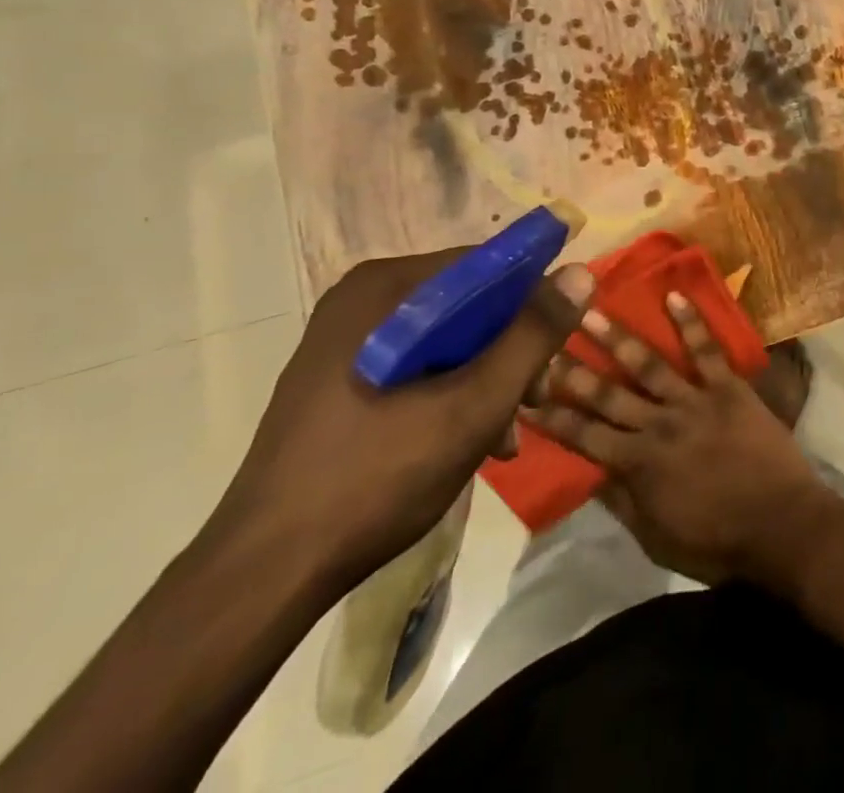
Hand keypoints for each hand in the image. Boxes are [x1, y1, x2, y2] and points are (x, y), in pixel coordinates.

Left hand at [213, 248, 594, 593]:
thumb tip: (581, 271)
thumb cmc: (374, 479)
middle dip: (509, 350)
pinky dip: (451, 392)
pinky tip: (470, 440)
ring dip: (486, 377)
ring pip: (447, 337)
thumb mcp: (473, 406)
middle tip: (533, 401)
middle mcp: (363, 300)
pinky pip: (418, 364)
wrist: (262, 578)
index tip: (556, 349)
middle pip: (468, 303)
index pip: (485, 265)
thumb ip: (532, 336)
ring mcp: (346, 340)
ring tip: (505, 434)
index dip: (531, 300)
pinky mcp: (340, 378)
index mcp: (384, 288)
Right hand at [525, 293, 838, 586]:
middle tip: (545, 339)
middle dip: (573, 369)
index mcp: (638, 466)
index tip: (523, 393)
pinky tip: (674, 295)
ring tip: (591, 310)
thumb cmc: (718, 542)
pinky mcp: (728, 387)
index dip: (552, 416)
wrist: (781, 527)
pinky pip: (707, 349)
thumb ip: (622, 502)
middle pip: (608, 394)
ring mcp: (694, 401)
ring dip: (618, 336)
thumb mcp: (657, 537)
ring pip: (648, 364)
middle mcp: (659, 425)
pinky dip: (691, 322)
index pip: (584, 437)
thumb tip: (589, 472)